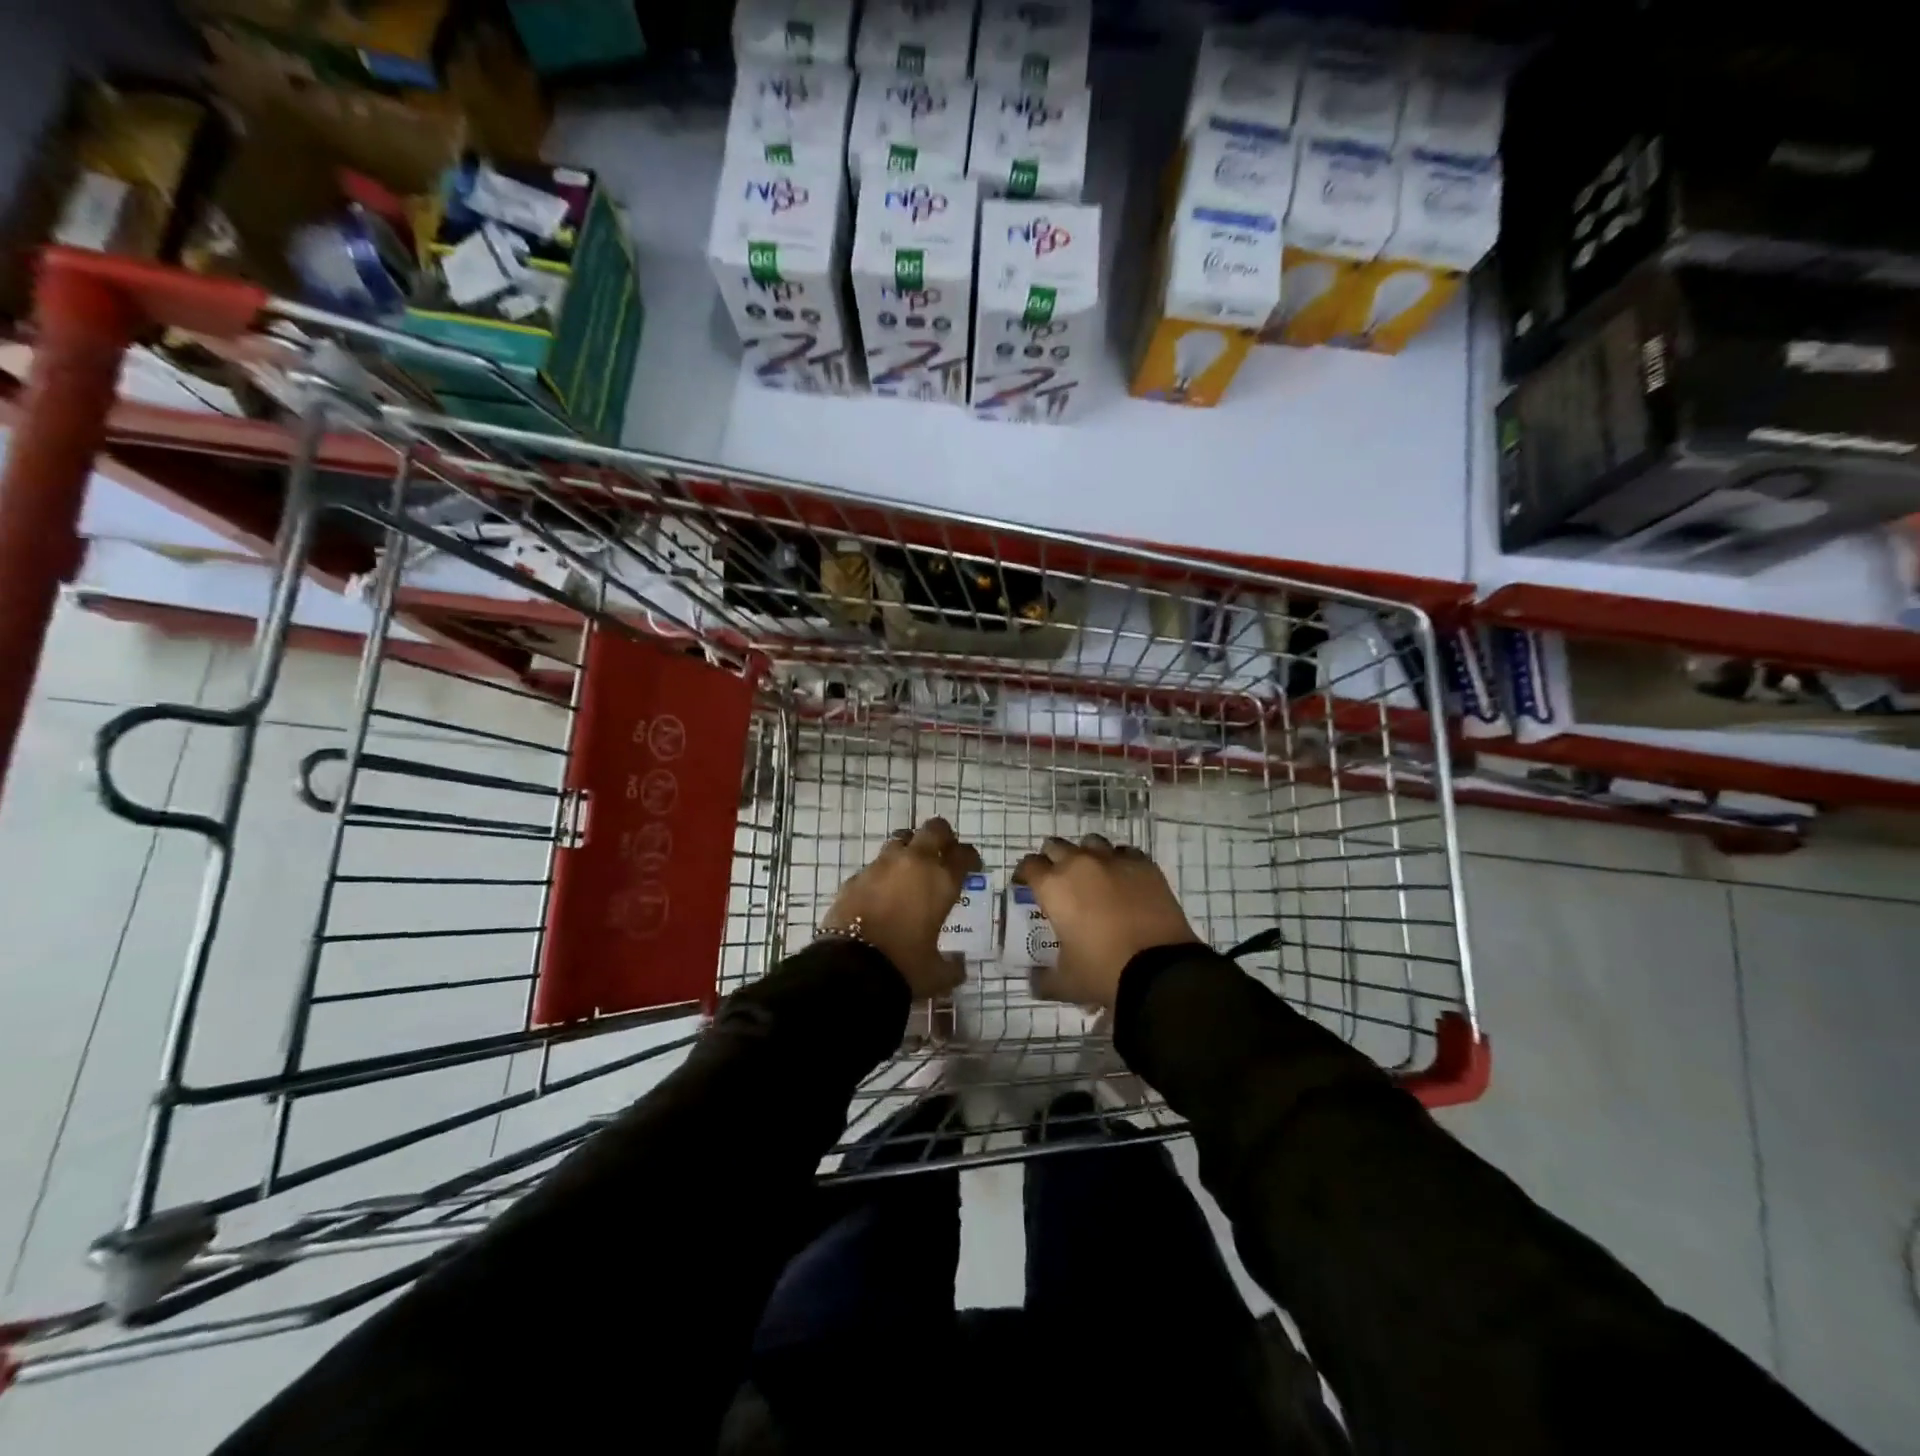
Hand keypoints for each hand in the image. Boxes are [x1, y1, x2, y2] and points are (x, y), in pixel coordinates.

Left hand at [822, 818, 980, 998]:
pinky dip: (883, 873)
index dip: (970, 858)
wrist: (851, 969)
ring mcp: (881, 866)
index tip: (971, 867)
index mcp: (941, 880)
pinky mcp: (856, 876)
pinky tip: (882, 891)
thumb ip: (952, 967)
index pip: (963, 854)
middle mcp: (914, 863)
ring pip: (901, 839)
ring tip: (911, 868)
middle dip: (942, 837)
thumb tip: (959, 967)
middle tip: (943, 854)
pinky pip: (875, 865)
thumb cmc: (905, 967)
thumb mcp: (936, 974)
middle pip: (934, 830)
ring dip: (910, 848)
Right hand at [1014, 834, 1198, 1009]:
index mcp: (1053, 886)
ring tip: (1091, 876)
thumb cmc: (1102, 972)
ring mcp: (1114, 860)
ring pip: (1091, 843)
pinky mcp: (1144, 864)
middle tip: (1057, 881)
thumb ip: (1043, 979)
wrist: (1159, 970)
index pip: (1029, 865)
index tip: (1025, 885)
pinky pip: (1124, 852)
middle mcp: (1079, 863)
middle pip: (1056, 846)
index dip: (1024, 874)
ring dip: (1085, 855)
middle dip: (1052, 860)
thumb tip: (1033, 981)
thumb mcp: (1066, 983)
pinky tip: (1123, 879)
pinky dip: (1118, 861)